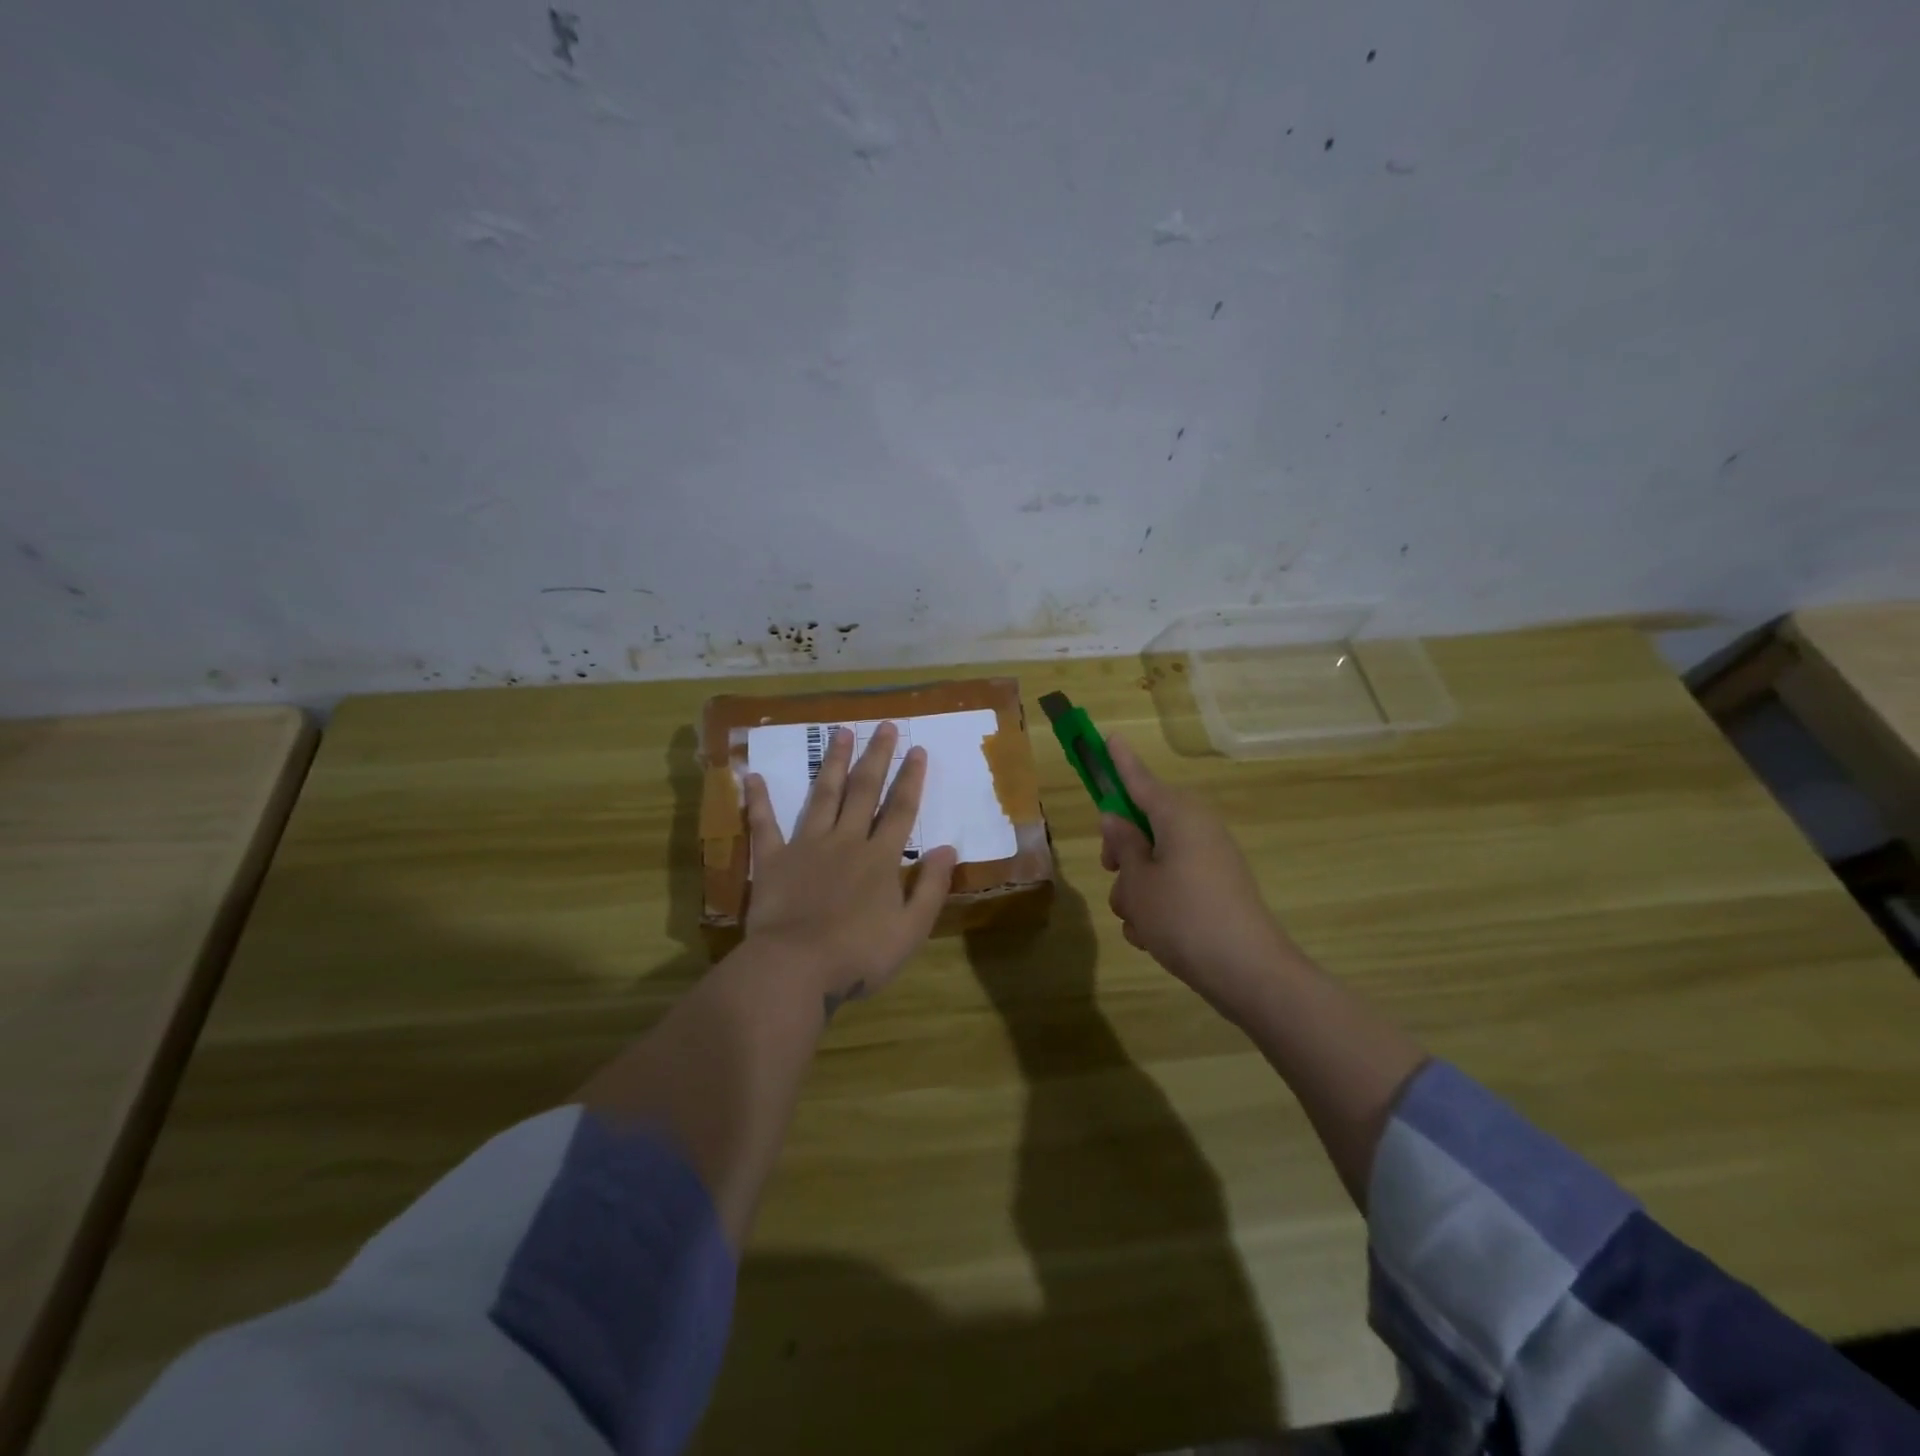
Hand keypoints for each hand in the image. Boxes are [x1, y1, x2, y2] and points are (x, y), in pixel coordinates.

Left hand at [742, 723, 957, 1019]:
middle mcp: (846, 841)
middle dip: (876, 756)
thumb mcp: (911, 929)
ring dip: (834, 763)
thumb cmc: (859, 954)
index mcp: (880, 858)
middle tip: (882, 724)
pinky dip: (759, 801)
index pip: (901, 809)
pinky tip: (754, 777)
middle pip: (865, 791)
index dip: (911, 778)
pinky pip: (765, 825)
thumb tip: (948, 848)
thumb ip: (931, 887)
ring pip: (824, 795)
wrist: (796, 968)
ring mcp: (807, 846)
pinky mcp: (773, 860)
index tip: (917, 748)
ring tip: (840, 733)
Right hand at [1099, 735, 1298, 1020]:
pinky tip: (1153, 937)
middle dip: (1121, 853)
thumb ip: (1122, 844)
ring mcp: (1209, 860)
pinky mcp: (1215, 890)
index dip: (1119, 762)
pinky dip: (1158, 906)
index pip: (1139, 780)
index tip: (1108, 736)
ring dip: (1136, 890)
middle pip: (1143, 826)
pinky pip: (1173, 886)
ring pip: (1153, 862)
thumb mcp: (1139, 880)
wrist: (1248, 972)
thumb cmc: (1184, 916)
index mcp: (1178, 815)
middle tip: (1111, 872)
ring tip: (1138, 921)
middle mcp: (1196, 829)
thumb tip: (1116, 818)